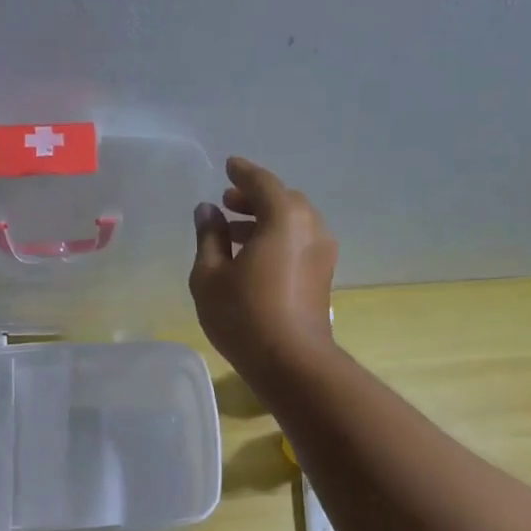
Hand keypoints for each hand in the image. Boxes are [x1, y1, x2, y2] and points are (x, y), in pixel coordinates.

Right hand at [190, 157, 337, 379]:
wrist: (292, 362)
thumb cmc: (244, 316)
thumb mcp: (210, 276)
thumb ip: (208, 237)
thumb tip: (207, 211)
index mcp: (284, 217)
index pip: (262, 182)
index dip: (242, 173)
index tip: (228, 167)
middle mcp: (310, 227)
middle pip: (282, 200)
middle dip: (254, 199)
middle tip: (227, 205)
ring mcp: (322, 253)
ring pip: (293, 224)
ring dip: (265, 222)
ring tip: (234, 235)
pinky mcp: (323, 277)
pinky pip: (299, 243)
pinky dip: (278, 240)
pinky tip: (254, 259)